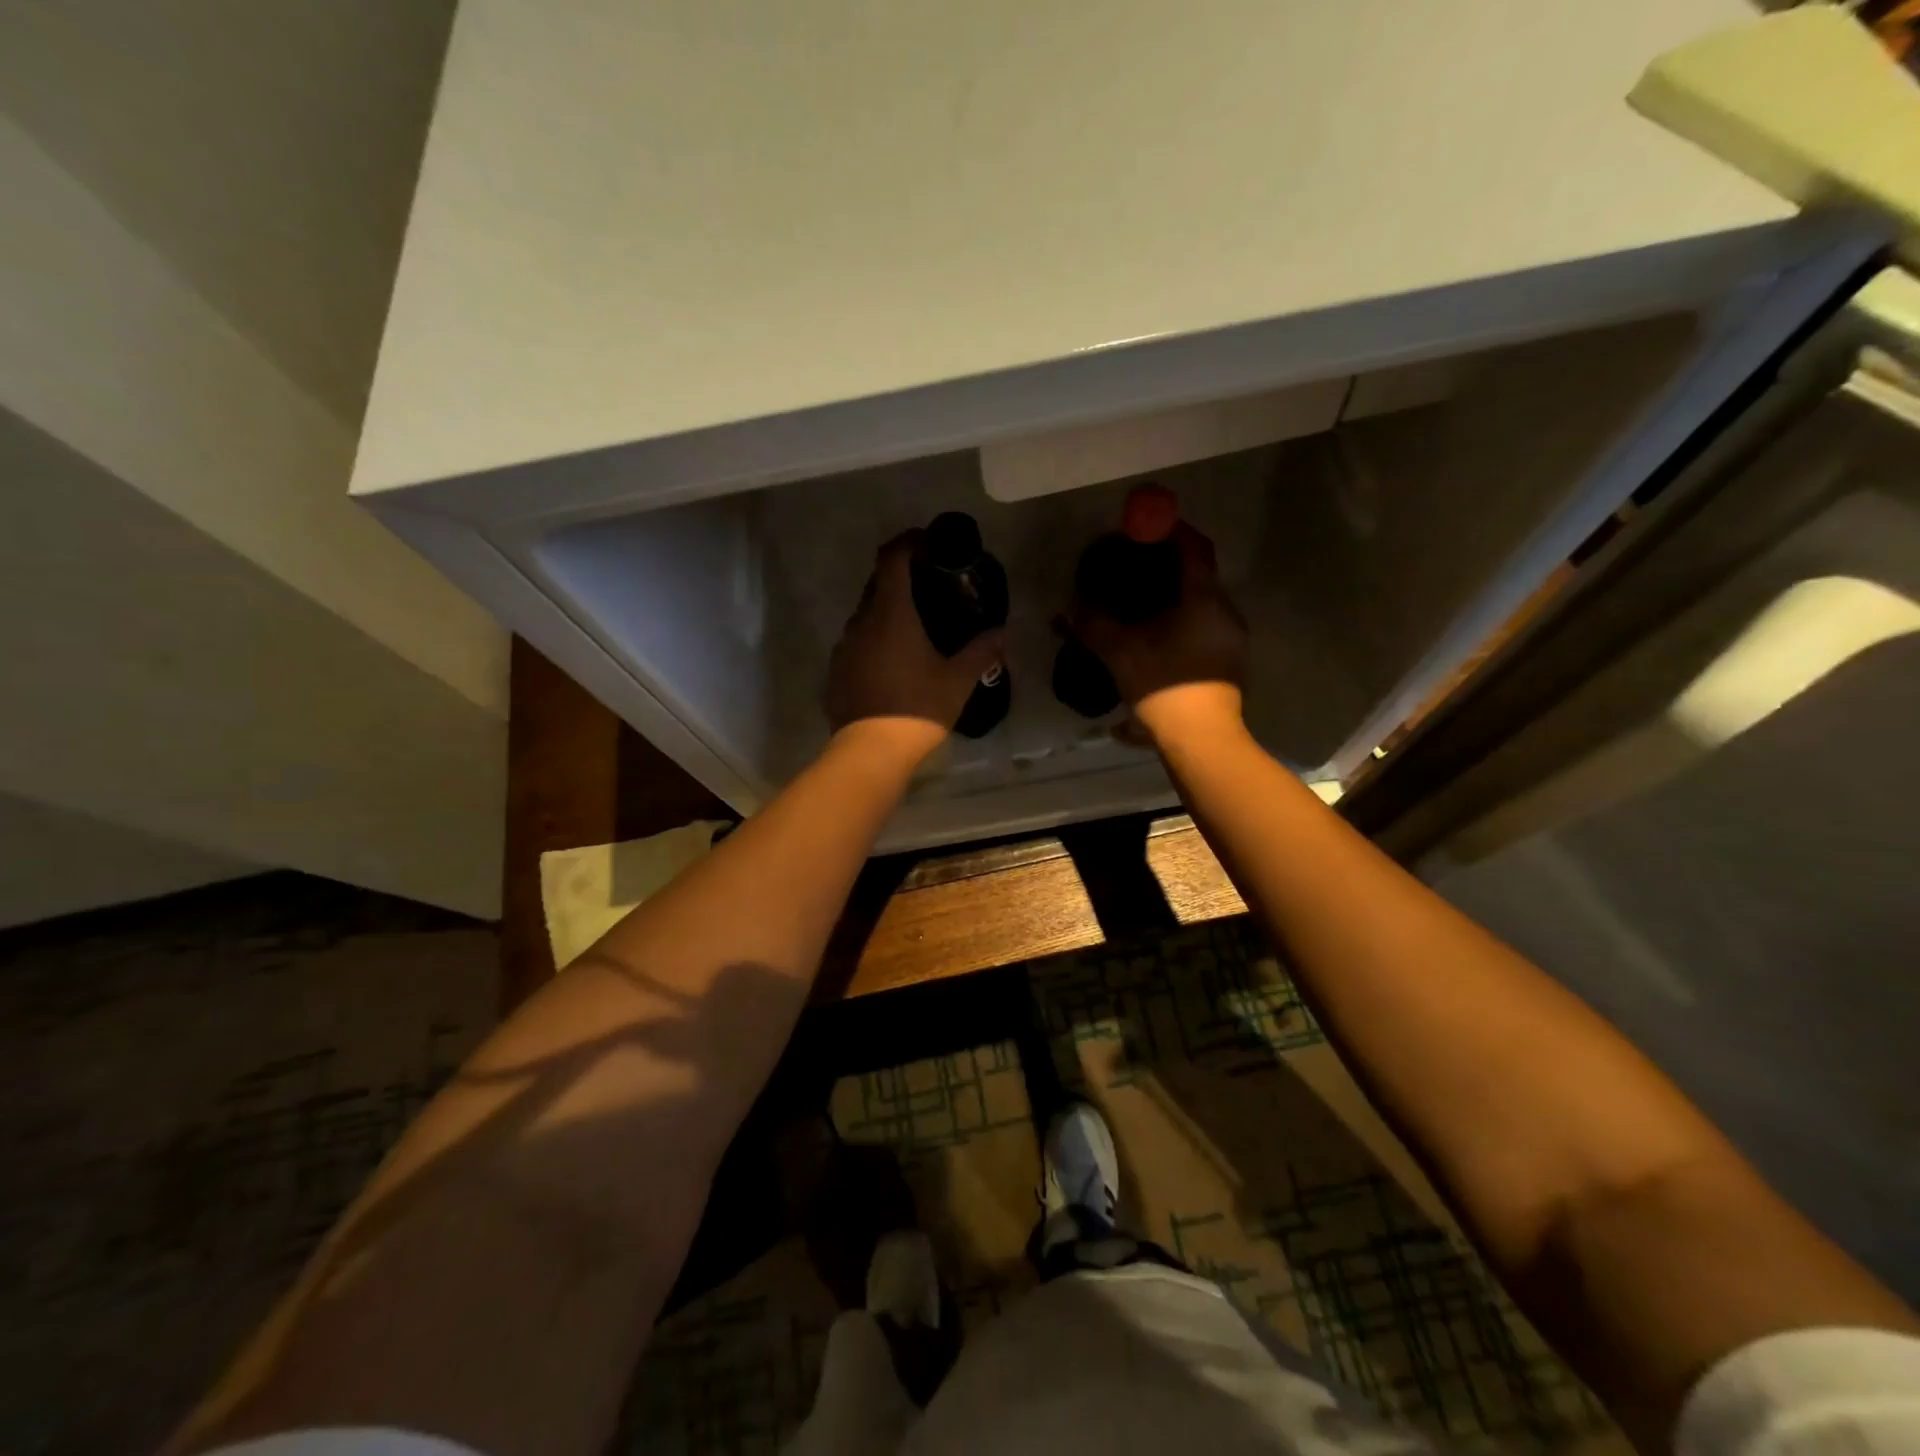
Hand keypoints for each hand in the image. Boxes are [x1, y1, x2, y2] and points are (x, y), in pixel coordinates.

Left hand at [825, 532, 1005, 759]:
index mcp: (891, 614)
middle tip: (928, 588)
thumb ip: (981, 652)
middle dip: (900, 578)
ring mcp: (844, 648)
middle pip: (877, 585)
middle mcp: (861, 622)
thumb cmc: (918, 707)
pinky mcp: (835, 672)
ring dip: (886, 614)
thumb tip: (1001, 633)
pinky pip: (856, 645)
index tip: (926, 541)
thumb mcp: (958, 680)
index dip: (908, 542)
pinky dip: (873, 643)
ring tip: (912, 630)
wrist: (871, 751)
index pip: (892, 559)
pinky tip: (891, 664)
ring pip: (865, 617)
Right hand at [1072, 522, 1248, 742]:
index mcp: (1204, 599)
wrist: (1202, 740)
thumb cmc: (1164, 687)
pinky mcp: (1230, 662)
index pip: (1194, 548)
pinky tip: (1160, 640)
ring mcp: (1232, 638)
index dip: (1172, 531)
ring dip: (1177, 599)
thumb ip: (1094, 625)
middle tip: (1138, 569)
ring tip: (1145, 608)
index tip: (1148, 527)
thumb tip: (1068, 609)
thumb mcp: (1120, 653)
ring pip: (1203, 605)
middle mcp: (1225, 611)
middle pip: (1200, 576)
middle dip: (1170, 568)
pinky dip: (1185, 623)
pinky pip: (1207, 628)